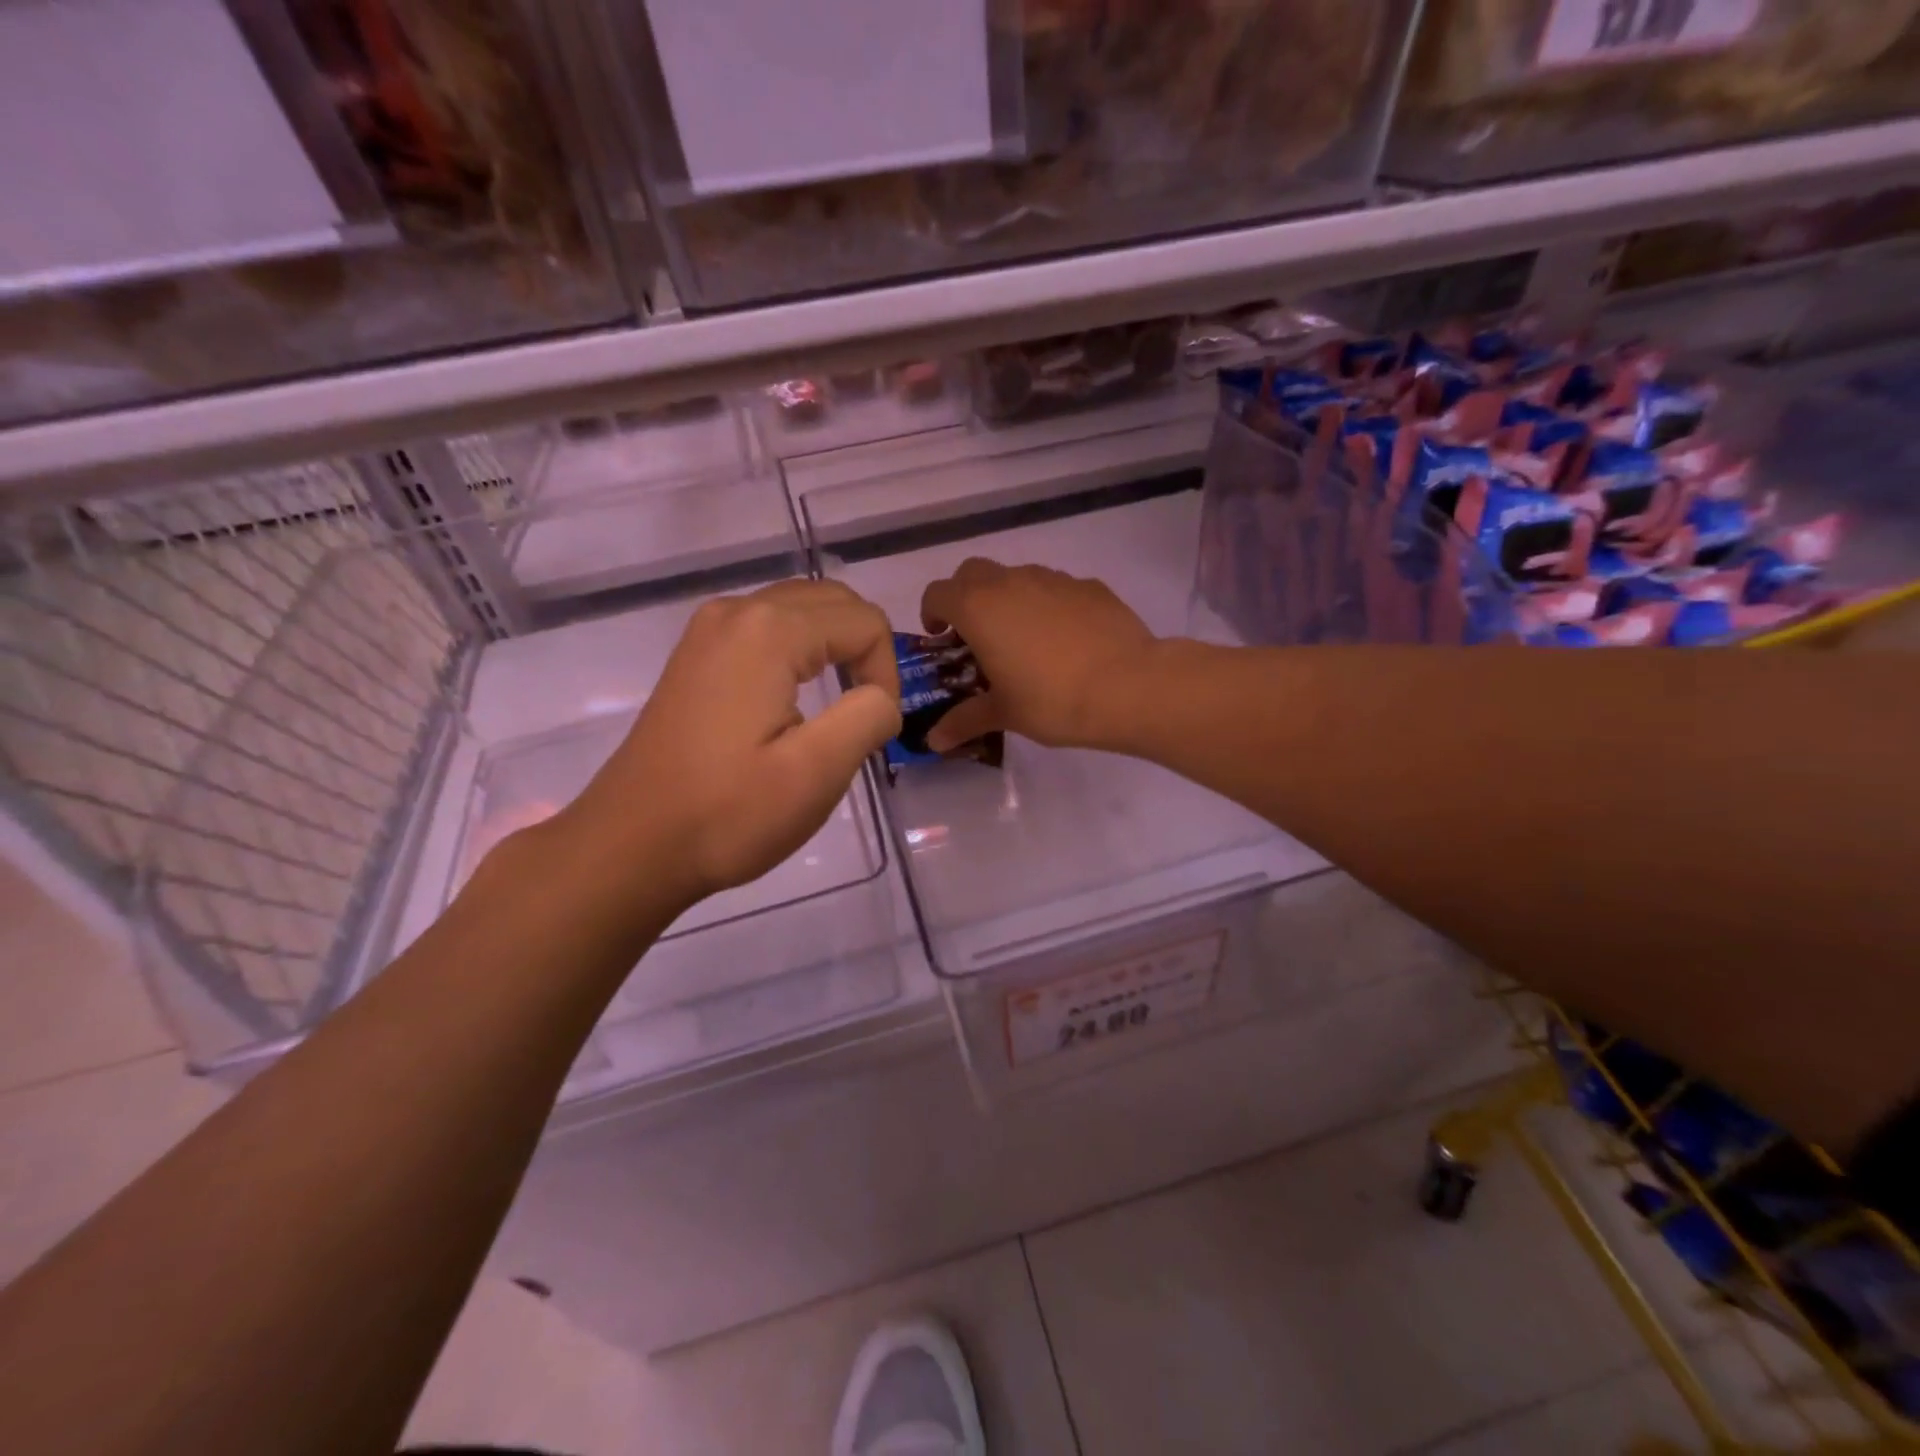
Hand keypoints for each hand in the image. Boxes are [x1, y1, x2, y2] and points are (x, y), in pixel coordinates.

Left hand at [558, 580, 900, 914]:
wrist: (632, 845)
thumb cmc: (728, 813)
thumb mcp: (817, 772)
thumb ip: (869, 716)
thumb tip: (881, 698)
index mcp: (769, 630)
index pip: (864, 622)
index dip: (887, 673)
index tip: (875, 730)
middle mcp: (737, 611)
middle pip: (833, 601)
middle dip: (865, 649)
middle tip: (867, 712)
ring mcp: (709, 630)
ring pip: (800, 609)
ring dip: (834, 646)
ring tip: (840, 704)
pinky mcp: (697, 654)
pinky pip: (767, 629)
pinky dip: (800, 651)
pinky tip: (796, 698)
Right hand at [919, 558, 1156, 751]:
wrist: (1128, 686)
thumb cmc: (1052, 700)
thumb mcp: (1004, 714)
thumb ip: (964, 721)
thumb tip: (933, 742)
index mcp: (978, 608)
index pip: (937, 593)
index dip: (932, 612)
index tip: (941, 638)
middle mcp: (1010, 582)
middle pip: (972, 572)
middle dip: (966, 596)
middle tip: (976, 634)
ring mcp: (1053, 579)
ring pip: (1016, 576)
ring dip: (1008, 598)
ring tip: (1023, 639)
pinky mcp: (1089, 586)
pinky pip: (1056, 588)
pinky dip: (1048, 605)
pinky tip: (1065, 639)